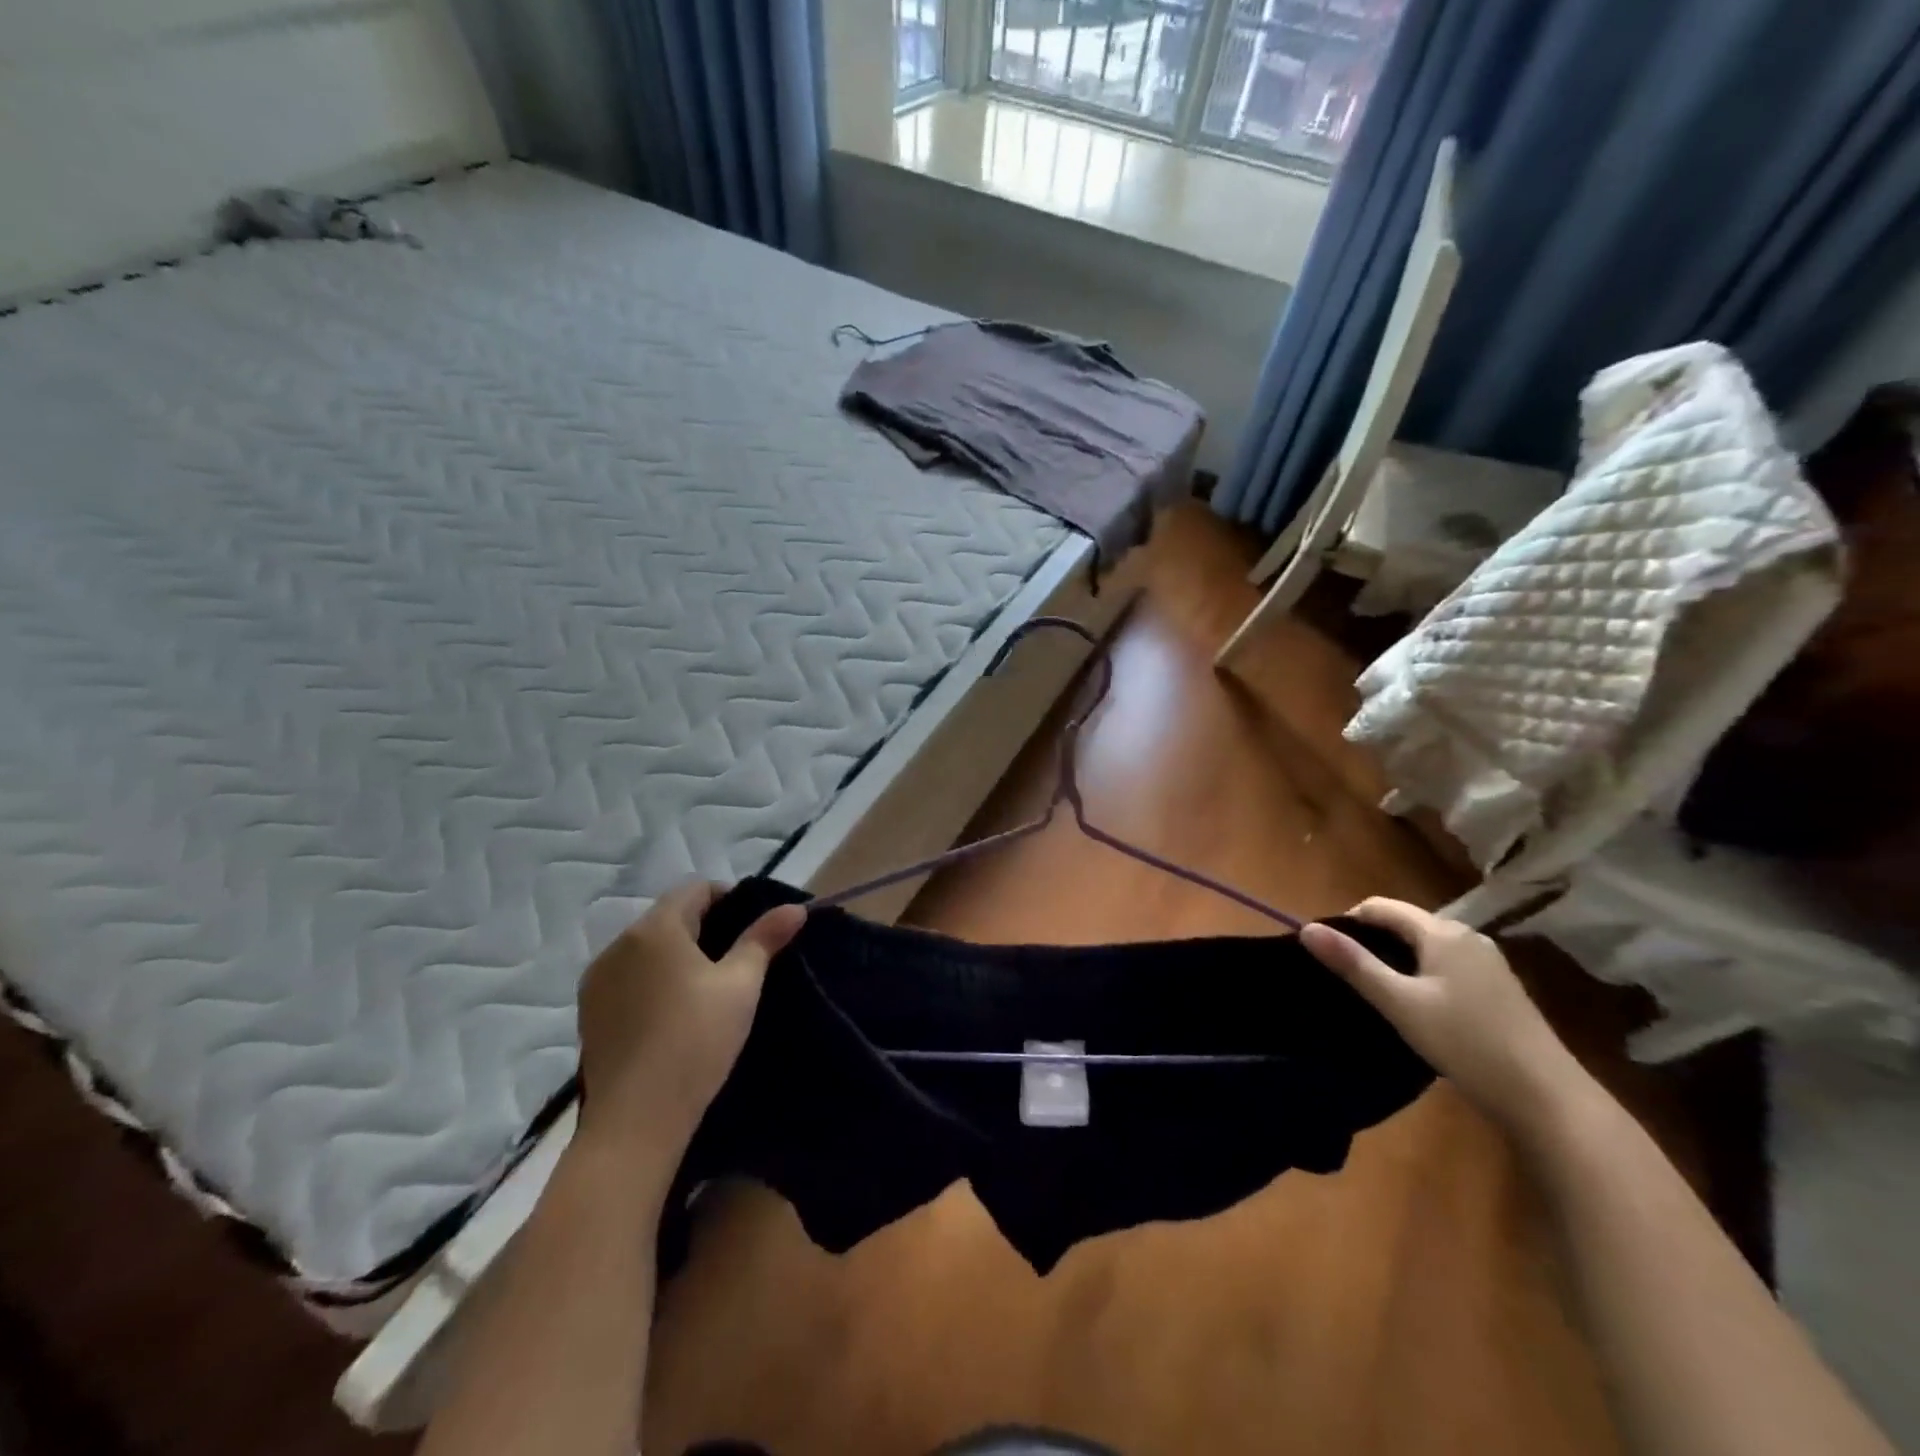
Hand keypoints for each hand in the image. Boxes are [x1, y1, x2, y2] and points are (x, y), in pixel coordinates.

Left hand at [576, 880, 805, 1146]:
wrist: (636, 1120)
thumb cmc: (696, 1040)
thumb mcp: (741, 986)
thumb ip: (765, 939)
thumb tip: (795, 907)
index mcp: (655, 928)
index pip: (695, 889)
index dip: (729, 898)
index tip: (753, 926)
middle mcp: (618, 944)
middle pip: (669, 916)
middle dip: (704, 927)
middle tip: (737, 958)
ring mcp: (597, 979)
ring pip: (646, 948)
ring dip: (676, 954)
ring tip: (706, 986)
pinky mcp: (588, 1012)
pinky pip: (627, 977)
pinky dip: (652, 979)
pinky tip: (672, 1012)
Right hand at [1301, 898, 1587, 1131]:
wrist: (1547, 1097)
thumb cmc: (1466, 1042)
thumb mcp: (1399, 1003)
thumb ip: (1353, 964)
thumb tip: (1306, 929)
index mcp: (1442, 932)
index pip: (1379, 906)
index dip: (1347, 923)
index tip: (1329, 955)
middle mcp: (1467, 936)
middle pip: (1404, 923)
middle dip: (1371, 942)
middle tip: (1348, 978)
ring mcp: (1487, 962)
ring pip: (1425, 946)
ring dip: (1396, 960)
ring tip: (1377, 994)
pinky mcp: (1498, 988)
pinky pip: (1445, 965)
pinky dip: (1421, 975)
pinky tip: (1418, 1008)